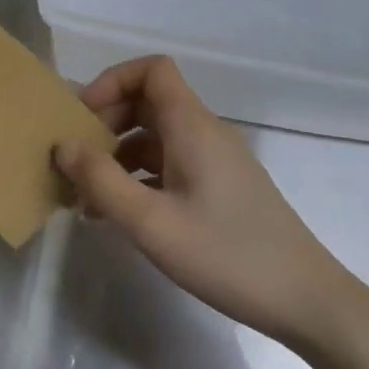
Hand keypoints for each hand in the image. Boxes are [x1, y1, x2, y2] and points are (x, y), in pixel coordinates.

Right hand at [54, 56, 346, 347]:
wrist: (305, 299)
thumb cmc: (226, 254)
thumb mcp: (152, 222)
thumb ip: (101, 181)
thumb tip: (63, 145)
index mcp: (192, 125)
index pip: (152, 70)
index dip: (112, 81)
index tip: (83, 118)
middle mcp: (205, 132)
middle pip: (149, 102)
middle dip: (107, 122)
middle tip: (77, 160)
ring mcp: (216, 161)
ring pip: (157, 137)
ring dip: (119, 155)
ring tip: (87, 197)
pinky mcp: (221, 188)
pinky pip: (171, 165)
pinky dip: (140, 178)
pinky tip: (119, 215)